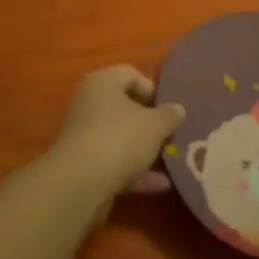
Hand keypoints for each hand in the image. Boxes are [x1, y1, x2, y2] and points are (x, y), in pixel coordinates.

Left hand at [39, 65, 184, 208]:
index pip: (130, 74)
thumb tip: (178, 110)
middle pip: (125, 108)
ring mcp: (85, 136)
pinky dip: (137, 172)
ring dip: (145, 150)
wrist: (80, 183)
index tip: (169, 108)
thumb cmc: (120, 138)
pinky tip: (161, 184)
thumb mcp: (155, 124)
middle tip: (173, 134)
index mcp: (102, 83)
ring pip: (121, 138)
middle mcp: (89, 104)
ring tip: (172, 161)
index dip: (152, 88)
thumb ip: (170, 115)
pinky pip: (116, 163)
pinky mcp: (84, 165)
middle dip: (151, 123)